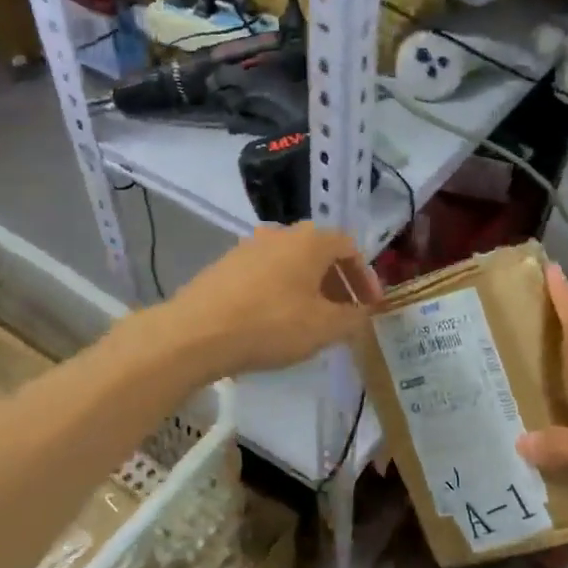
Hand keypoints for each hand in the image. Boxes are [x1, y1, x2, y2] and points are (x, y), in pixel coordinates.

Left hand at [164, 223, 383, 377]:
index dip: (366, 278)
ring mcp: (248, 248)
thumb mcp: (325, 327)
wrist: (195, 333)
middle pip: (320, 254)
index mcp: (311, 240)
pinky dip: (282, 293)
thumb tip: (363, 313)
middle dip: (338, 283)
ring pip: (291, 264)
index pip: (350, 248)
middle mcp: (281, 234)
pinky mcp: (224, 267)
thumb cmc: (272, 324)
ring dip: (309, 288)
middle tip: (346, 314)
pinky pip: (266, 275)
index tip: (371, 306)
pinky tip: (277, 321)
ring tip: (313, 321)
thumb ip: (353, 319)